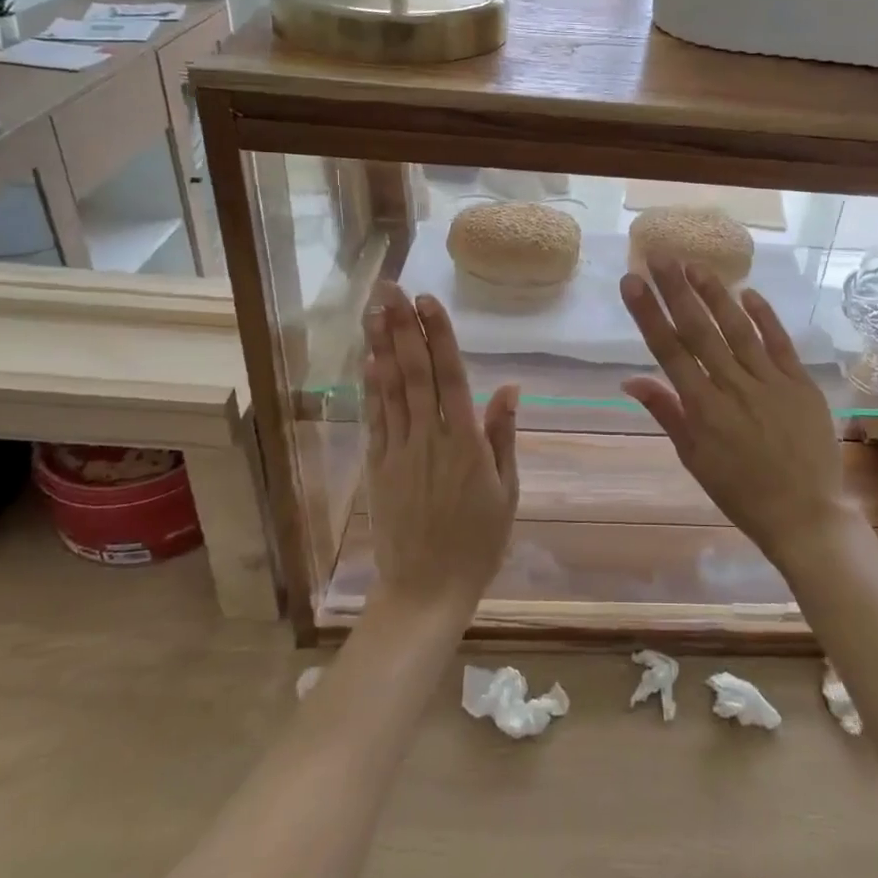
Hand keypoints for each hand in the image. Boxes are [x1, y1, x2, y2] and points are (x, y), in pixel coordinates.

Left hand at [363, 283, 518, 617]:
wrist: (426, 590)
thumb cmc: (478, 541)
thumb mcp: (507, 490)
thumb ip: (502, 435)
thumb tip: (509, 387)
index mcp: (466, 444)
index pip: (451, 377)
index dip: (439, 336)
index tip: (428, 302)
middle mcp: (429, 439)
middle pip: (415, 373)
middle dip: (402, 327)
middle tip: (392, 288)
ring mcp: (399, 451)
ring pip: (390, 388)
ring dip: (382, 346)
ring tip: (375, 309)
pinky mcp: (378, 466)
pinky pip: (375, 418)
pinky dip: (371, 386)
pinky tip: (369, 359)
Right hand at [620, 262, 851, 564]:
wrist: (805, 513)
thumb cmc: (741, 492)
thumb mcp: (694, 459)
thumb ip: (667, 413)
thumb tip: (631, 380)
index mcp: (703, 409)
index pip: (669, 351)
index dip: (649, 313)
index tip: (632, 281)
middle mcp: (733, 387)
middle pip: (699, 330)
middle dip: (676, 290)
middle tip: (659, 255)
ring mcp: (770, 381)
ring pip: (737, 328)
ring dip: (715, 295)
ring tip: (695, 265)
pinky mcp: (800, 382)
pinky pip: (779, 342)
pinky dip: (764, 316)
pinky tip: (748, 292)